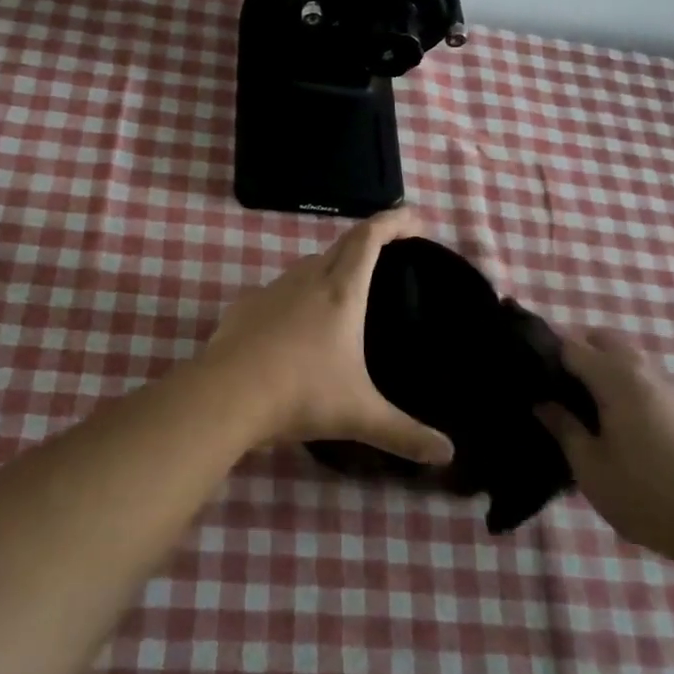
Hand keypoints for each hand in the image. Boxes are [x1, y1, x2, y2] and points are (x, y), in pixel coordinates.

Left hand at [202, 209, 454, 465]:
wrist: (225, 395)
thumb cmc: (301, 394)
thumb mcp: (359, 415)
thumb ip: (404, 434)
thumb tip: (448, 455)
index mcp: (341, 292)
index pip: (369, 238)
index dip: (393, 222)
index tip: (414, 218)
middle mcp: (307, 280)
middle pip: (340, 245)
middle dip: (367, 240)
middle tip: (387, 252)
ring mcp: (271, 291)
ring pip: (307, 266)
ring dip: (330, 267)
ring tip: (345, 291)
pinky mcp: (244, 308)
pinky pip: (279, 290)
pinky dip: (297, 295)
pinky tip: (296, 323)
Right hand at [536, 328, 673, 560]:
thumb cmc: (647, 493)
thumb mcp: (590, 466)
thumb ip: (564, 428)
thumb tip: (542, 403)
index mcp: (615, 377)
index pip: (569, 345)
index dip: (542, 352)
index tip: (520, 370)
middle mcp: (641, 372)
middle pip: (602, 340)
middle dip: (574, 351)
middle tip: (550, 384)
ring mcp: (664, 390)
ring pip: (624, 359)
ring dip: (599, 368)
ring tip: (575, 404)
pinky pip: (639, 380)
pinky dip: (618, 385)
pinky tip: (606, 420)